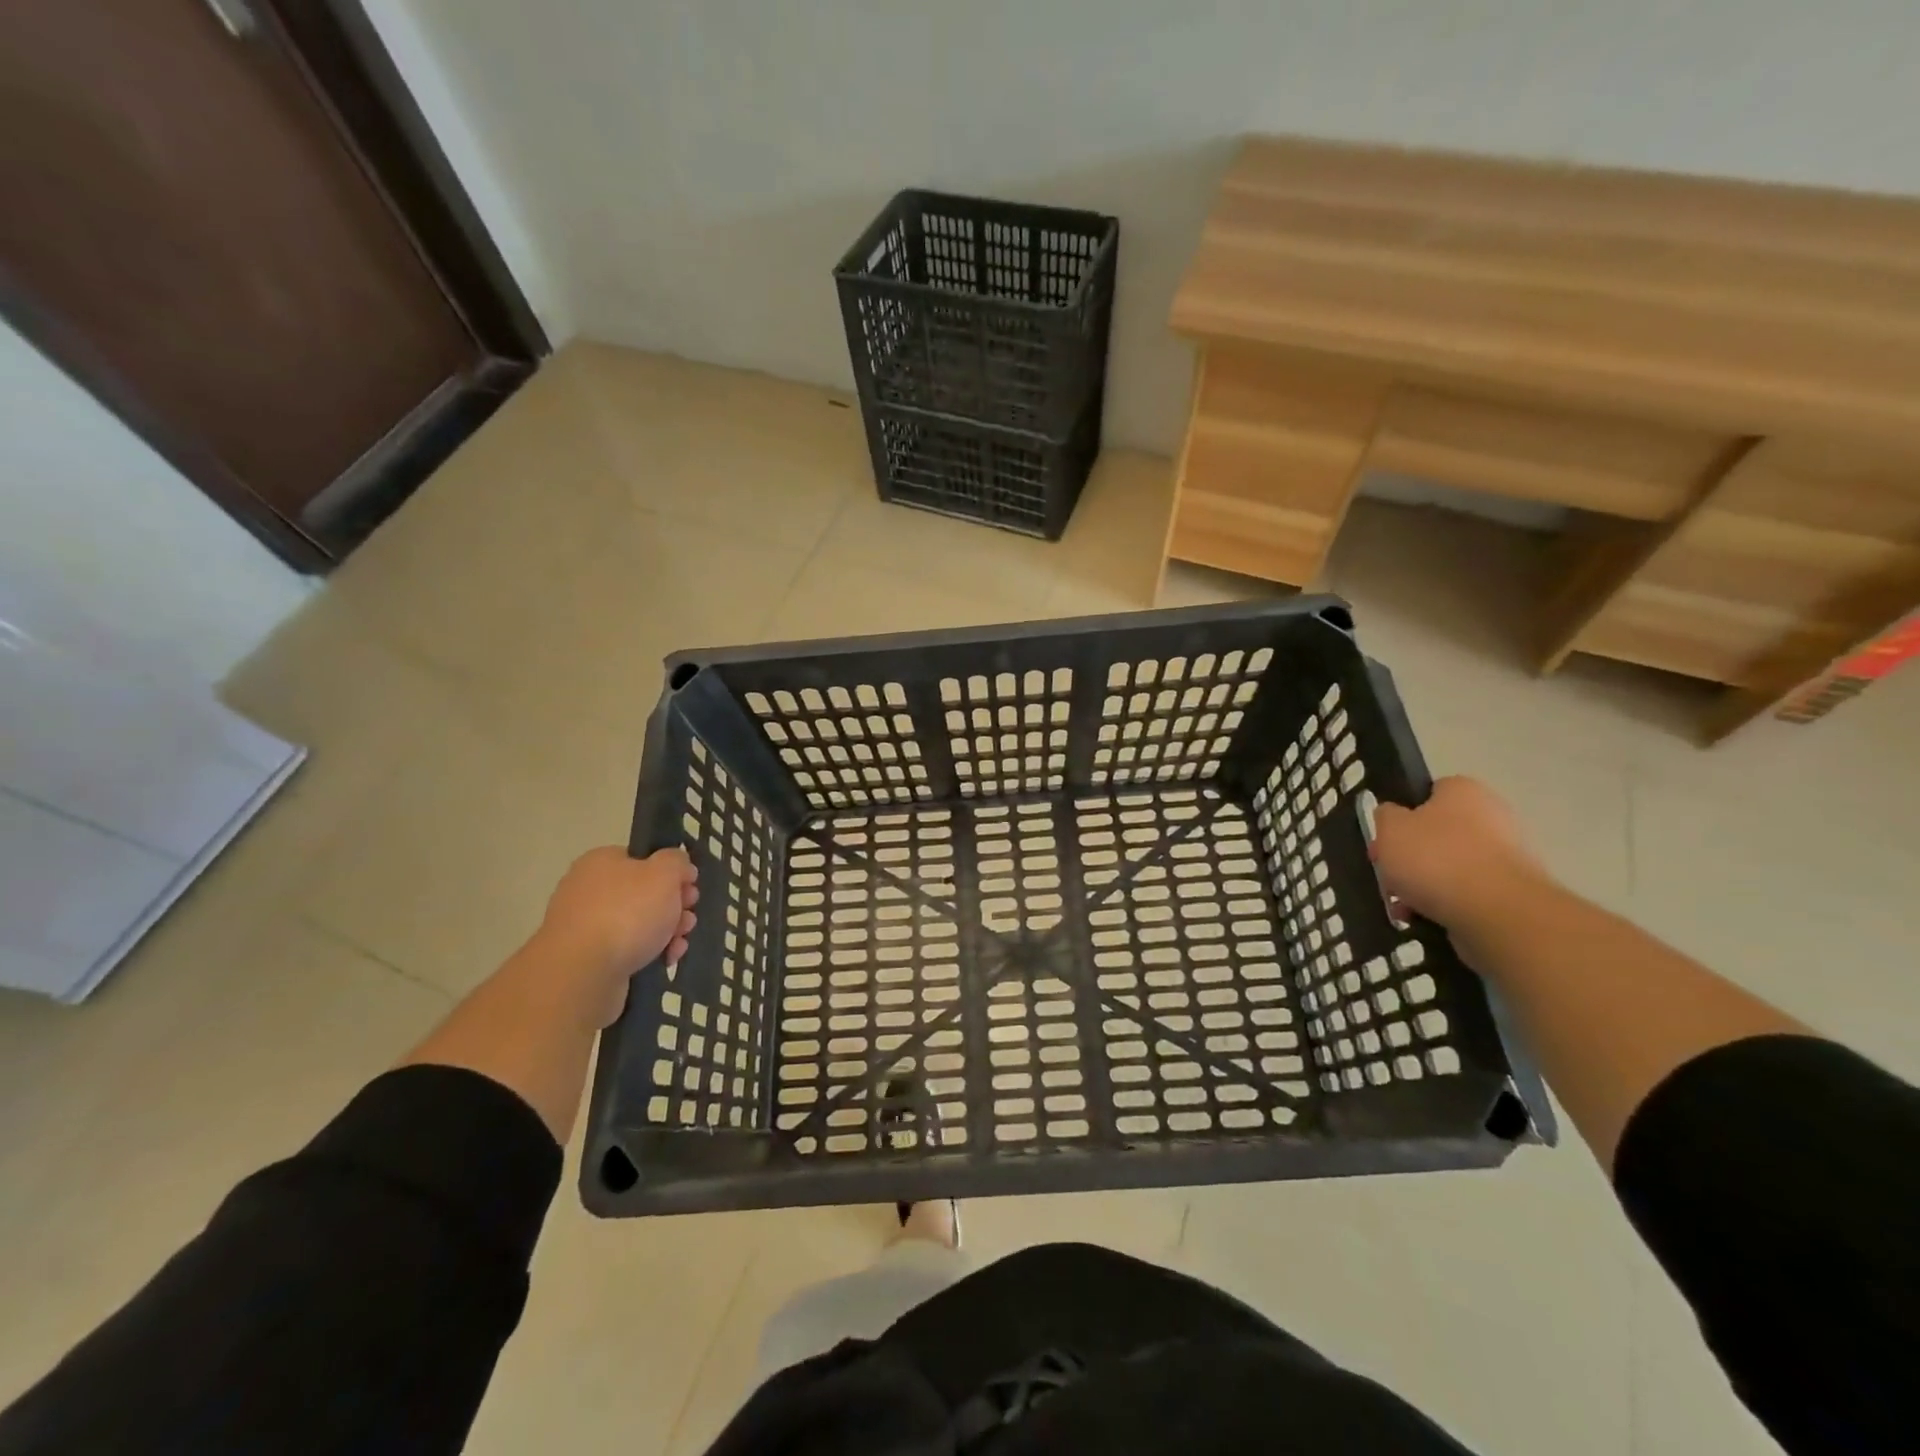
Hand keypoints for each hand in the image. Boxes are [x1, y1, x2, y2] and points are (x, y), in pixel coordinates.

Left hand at [536, 847, 697, 1021]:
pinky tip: (666, 960)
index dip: (672, 873)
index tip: (690, 890)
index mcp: (601, 862)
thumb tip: (680, 868)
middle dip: (674, 907)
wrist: (582, 973)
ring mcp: (585, 925)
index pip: (644, 859)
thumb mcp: (664, 873)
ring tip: (679, 944)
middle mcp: (588, 889)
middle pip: (644, 893)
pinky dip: (649, 952)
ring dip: (667, 931)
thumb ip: (677, 862)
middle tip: (688, 919)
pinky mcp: (587, 958)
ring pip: (639, 923)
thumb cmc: (627, 913)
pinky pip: (626, 949)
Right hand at [1370, 777, 1550, 930]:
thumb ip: (1385, 816)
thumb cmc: (1435, 858)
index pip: (1428, 793)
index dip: (1402, 815)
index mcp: (1463, 790)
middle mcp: (1491, 816)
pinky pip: (1466, 894)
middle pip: (1436, 835)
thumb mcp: (1389, 828)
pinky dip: (1444, 906)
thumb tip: (1393, 817)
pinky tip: (1425, 920)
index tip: (1385, 839)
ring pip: (1448, 868)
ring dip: (1422, 886)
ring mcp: (1506, 856)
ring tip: (1403, 907)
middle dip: (1409, 858)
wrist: (1496, 912)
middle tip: (1389, 877)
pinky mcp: (1511, 893)